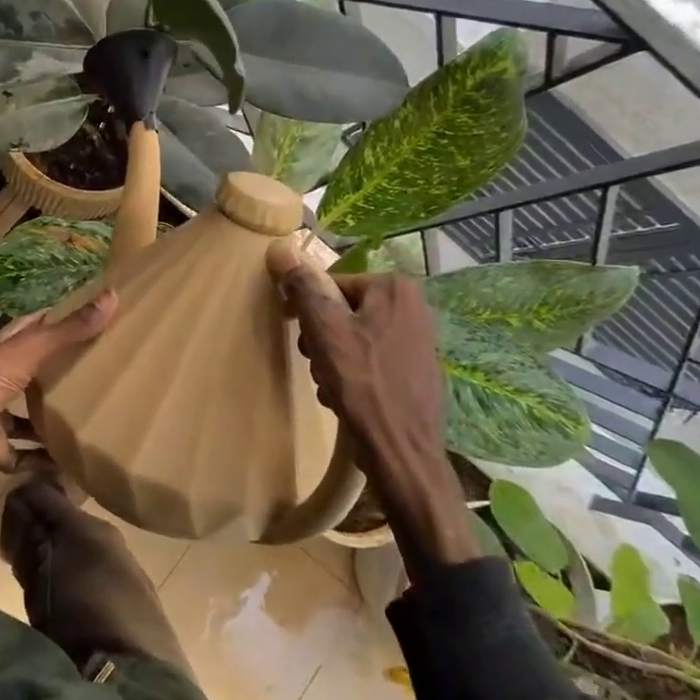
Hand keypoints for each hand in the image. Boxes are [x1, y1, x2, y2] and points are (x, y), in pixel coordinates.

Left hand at [0, 292, 116, 487]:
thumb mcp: (31, 350)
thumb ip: (68, 330)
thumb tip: (111, 297)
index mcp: (1, 351)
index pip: (30, 329)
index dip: (54, 319)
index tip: (87, 315)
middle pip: (32, 372)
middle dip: (59, 372)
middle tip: (99, 369)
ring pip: (28, 414)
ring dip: (51, 418)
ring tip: (89, 417)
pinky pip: (25, 454)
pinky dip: (44, 459)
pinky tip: (70, 462)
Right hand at [267, 240, 443, 474]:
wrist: (402, 452)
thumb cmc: (363, 384)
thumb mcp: (325, 330)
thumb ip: (303, 288)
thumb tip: (281, 247)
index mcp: (395, 288)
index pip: (331, 285)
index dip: (306, 309)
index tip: (296, 334)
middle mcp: (413, 306)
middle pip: (343, 311)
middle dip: (321, 337)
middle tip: (315, 363)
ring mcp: (419, 339)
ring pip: (354, 337)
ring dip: (332, 358)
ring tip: (330, 384)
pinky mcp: (417, 369)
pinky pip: (372, 358)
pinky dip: (353, 374)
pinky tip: (345, 397)